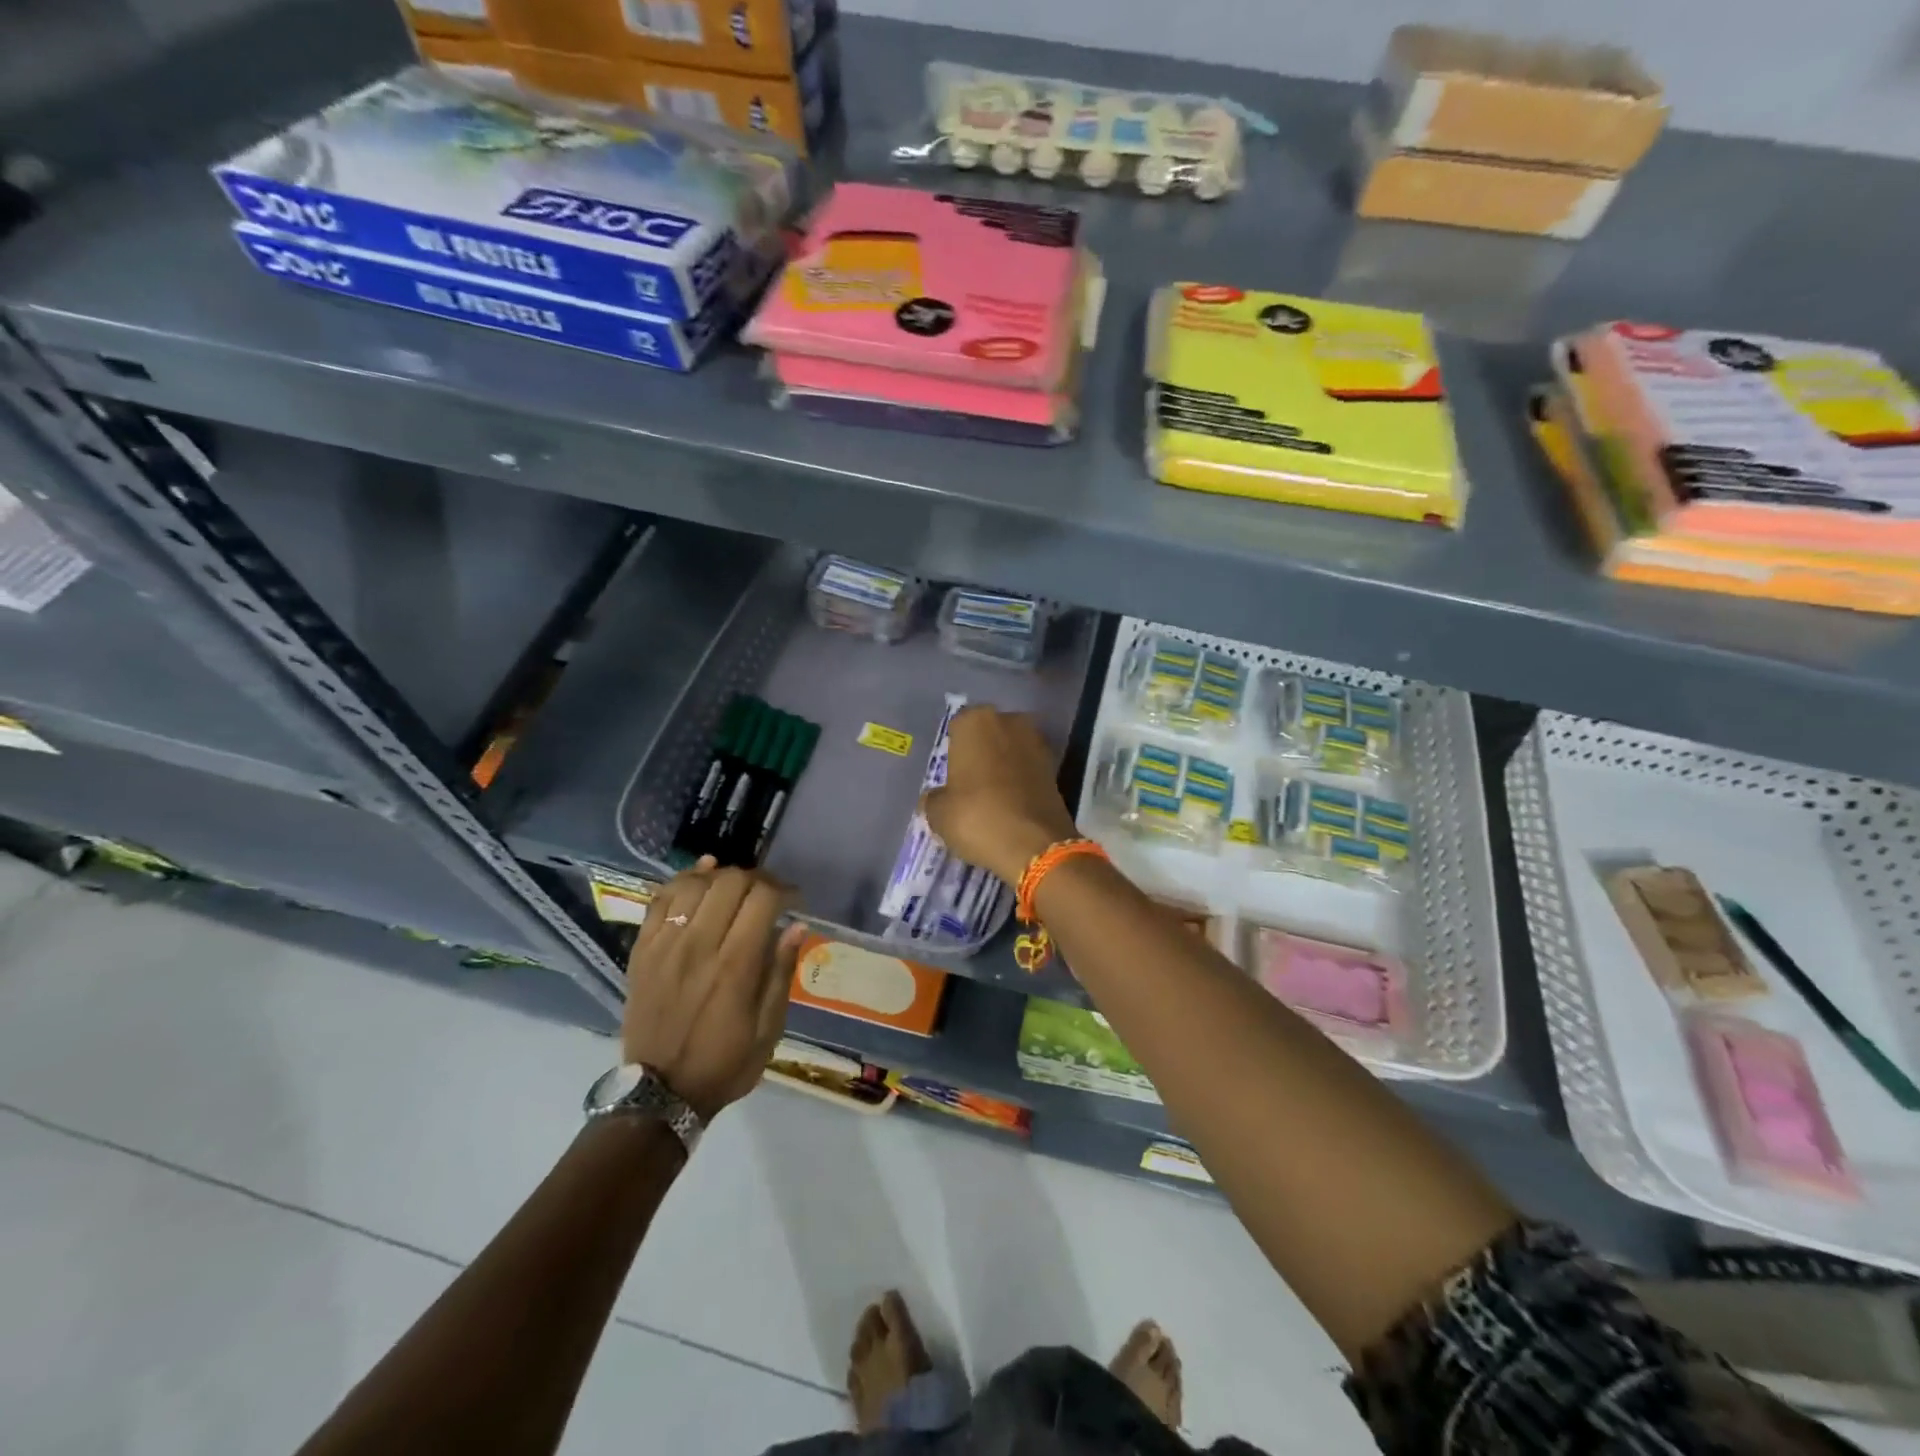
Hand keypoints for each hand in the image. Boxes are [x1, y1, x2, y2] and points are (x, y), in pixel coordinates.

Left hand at [622, 858, 807, 1121]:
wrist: (659, 1093)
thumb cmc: (724, 1064)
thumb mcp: (768, 1030)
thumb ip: (781, 973)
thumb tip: (796, 926)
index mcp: (735, 966)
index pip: (763, 898)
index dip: (785, 890)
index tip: (795, 902)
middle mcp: (699, 945)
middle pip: (731, 882)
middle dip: (758, 879)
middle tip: (769, 894)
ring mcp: (665, 945)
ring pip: (696, 884)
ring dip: (723, 876)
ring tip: (737, 887)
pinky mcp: (643, 950)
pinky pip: (661, 899)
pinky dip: (684, 880)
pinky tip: (702, 875)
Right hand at [921, 706, 1079, 885]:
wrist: (1035, 845)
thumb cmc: (977, 817)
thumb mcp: (938, 814)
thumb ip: (934, 798)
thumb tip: (936, 798)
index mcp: (975, 721)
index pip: (957, 728)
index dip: (953, 752)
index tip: (950, 775)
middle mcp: (1009, 721)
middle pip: (987, 734)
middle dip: (980, 753)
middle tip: (969, 784)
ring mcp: (1037, 742)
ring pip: (1010, 750)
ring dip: (1002, 766)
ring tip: (991, 797)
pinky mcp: (1056, 767)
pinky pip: (1028, 768)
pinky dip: (1020, 781)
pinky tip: (1010, 804)